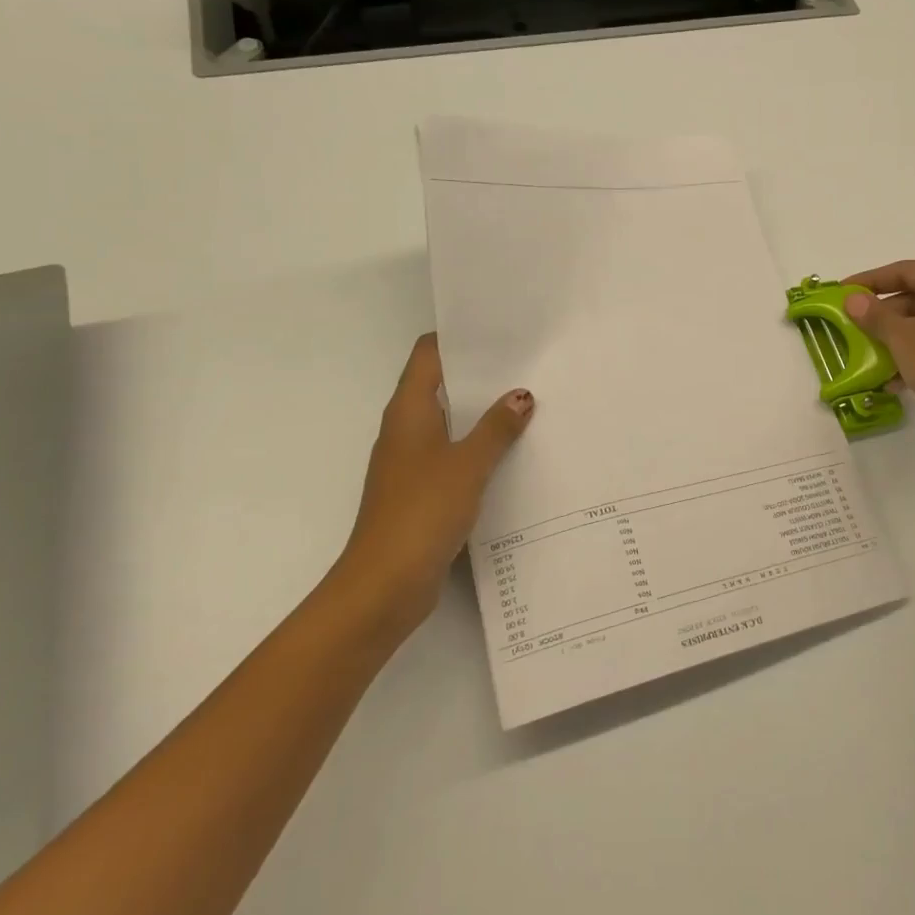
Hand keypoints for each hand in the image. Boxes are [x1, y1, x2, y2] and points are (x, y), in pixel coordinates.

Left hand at [338, 334, 534, 633]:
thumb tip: (521, 395)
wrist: (384, 585)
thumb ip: (496, 428)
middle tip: (527, 362)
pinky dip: (479, 446)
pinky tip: (513, 451)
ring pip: (450, 422)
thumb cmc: (421, 512)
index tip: (498, 329)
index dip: (458, 337)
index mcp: (408, 411)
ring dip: (482, 412)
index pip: (428, 355)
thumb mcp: (467, 465)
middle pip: (441, 385)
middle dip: (480, 374)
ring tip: (530, 401)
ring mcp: (412, 461)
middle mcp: (405, 429)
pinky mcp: (422, 490)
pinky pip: (454, 454)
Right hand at [842, 261, 914, 441]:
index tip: (845, 291)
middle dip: (885, 314)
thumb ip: (875, 316)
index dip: (871, 279)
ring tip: (872, 357)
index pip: (906, 270)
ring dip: (898, 339)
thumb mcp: (901, 336)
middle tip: (857, 327)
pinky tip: (895, 382)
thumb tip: (853, 299)